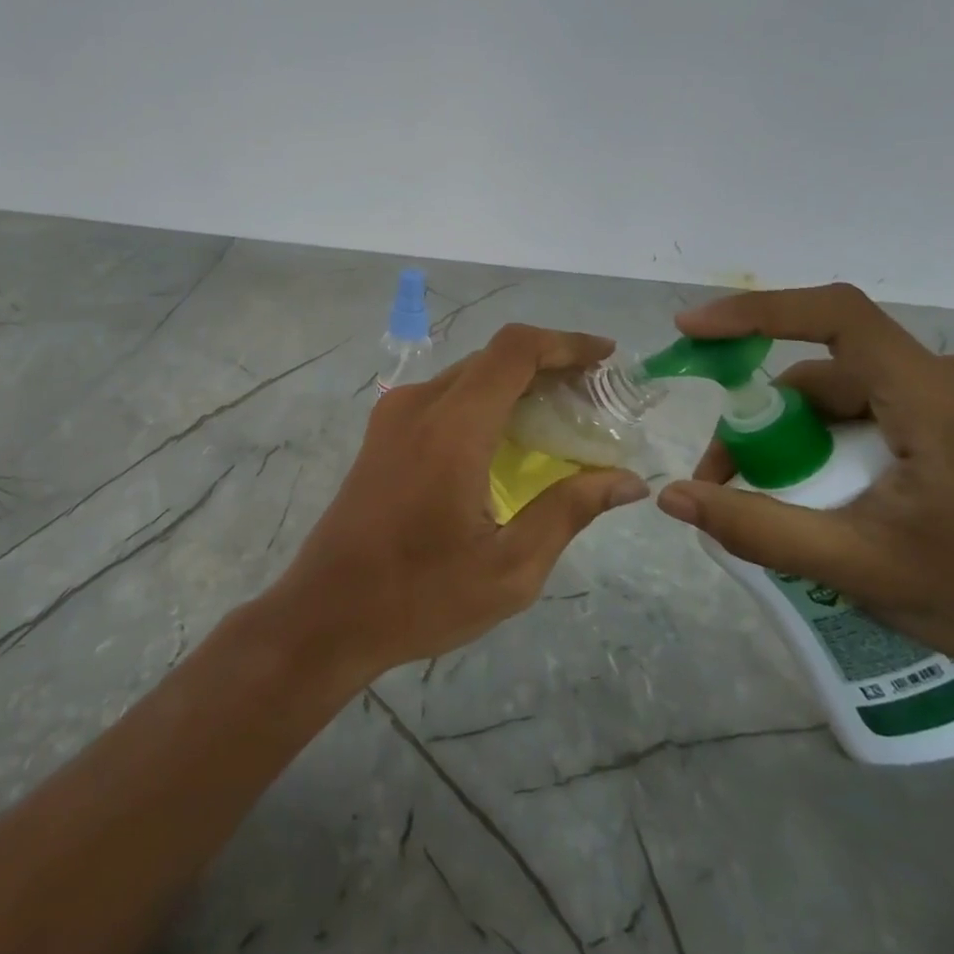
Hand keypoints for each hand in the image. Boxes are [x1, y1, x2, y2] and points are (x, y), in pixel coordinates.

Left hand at [269, 324, 650, 680]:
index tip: (608, 357)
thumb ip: (568, 511)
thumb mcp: (509, 568)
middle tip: (596, 397)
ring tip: (563, 417)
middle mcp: (419, 404)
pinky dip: (486, 401)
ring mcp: (393, 415)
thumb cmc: (420, 596)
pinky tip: (510, 439)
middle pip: (493, 358)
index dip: (566, 343)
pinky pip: (445, 397)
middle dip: (549, 365)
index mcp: (451, 427)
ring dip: (517, 383)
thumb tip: (627, 480)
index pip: (514, 351)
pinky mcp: (383, 432)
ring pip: (468, 375)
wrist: (326, 611)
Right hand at [656, 285, 953, 675]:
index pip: (835, 316)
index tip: (693, 331)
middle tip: (723, 479)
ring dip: (796, 437)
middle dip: (763, 421)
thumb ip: (758, 528)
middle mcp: (953, 378)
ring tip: (769, 499)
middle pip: (827, 372)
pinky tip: (824, 493)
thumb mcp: (857, 565)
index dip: (755, 312)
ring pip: (847, 395)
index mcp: (936, 397)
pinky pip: (876, 411)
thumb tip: (672, 497)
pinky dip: (831, 442)